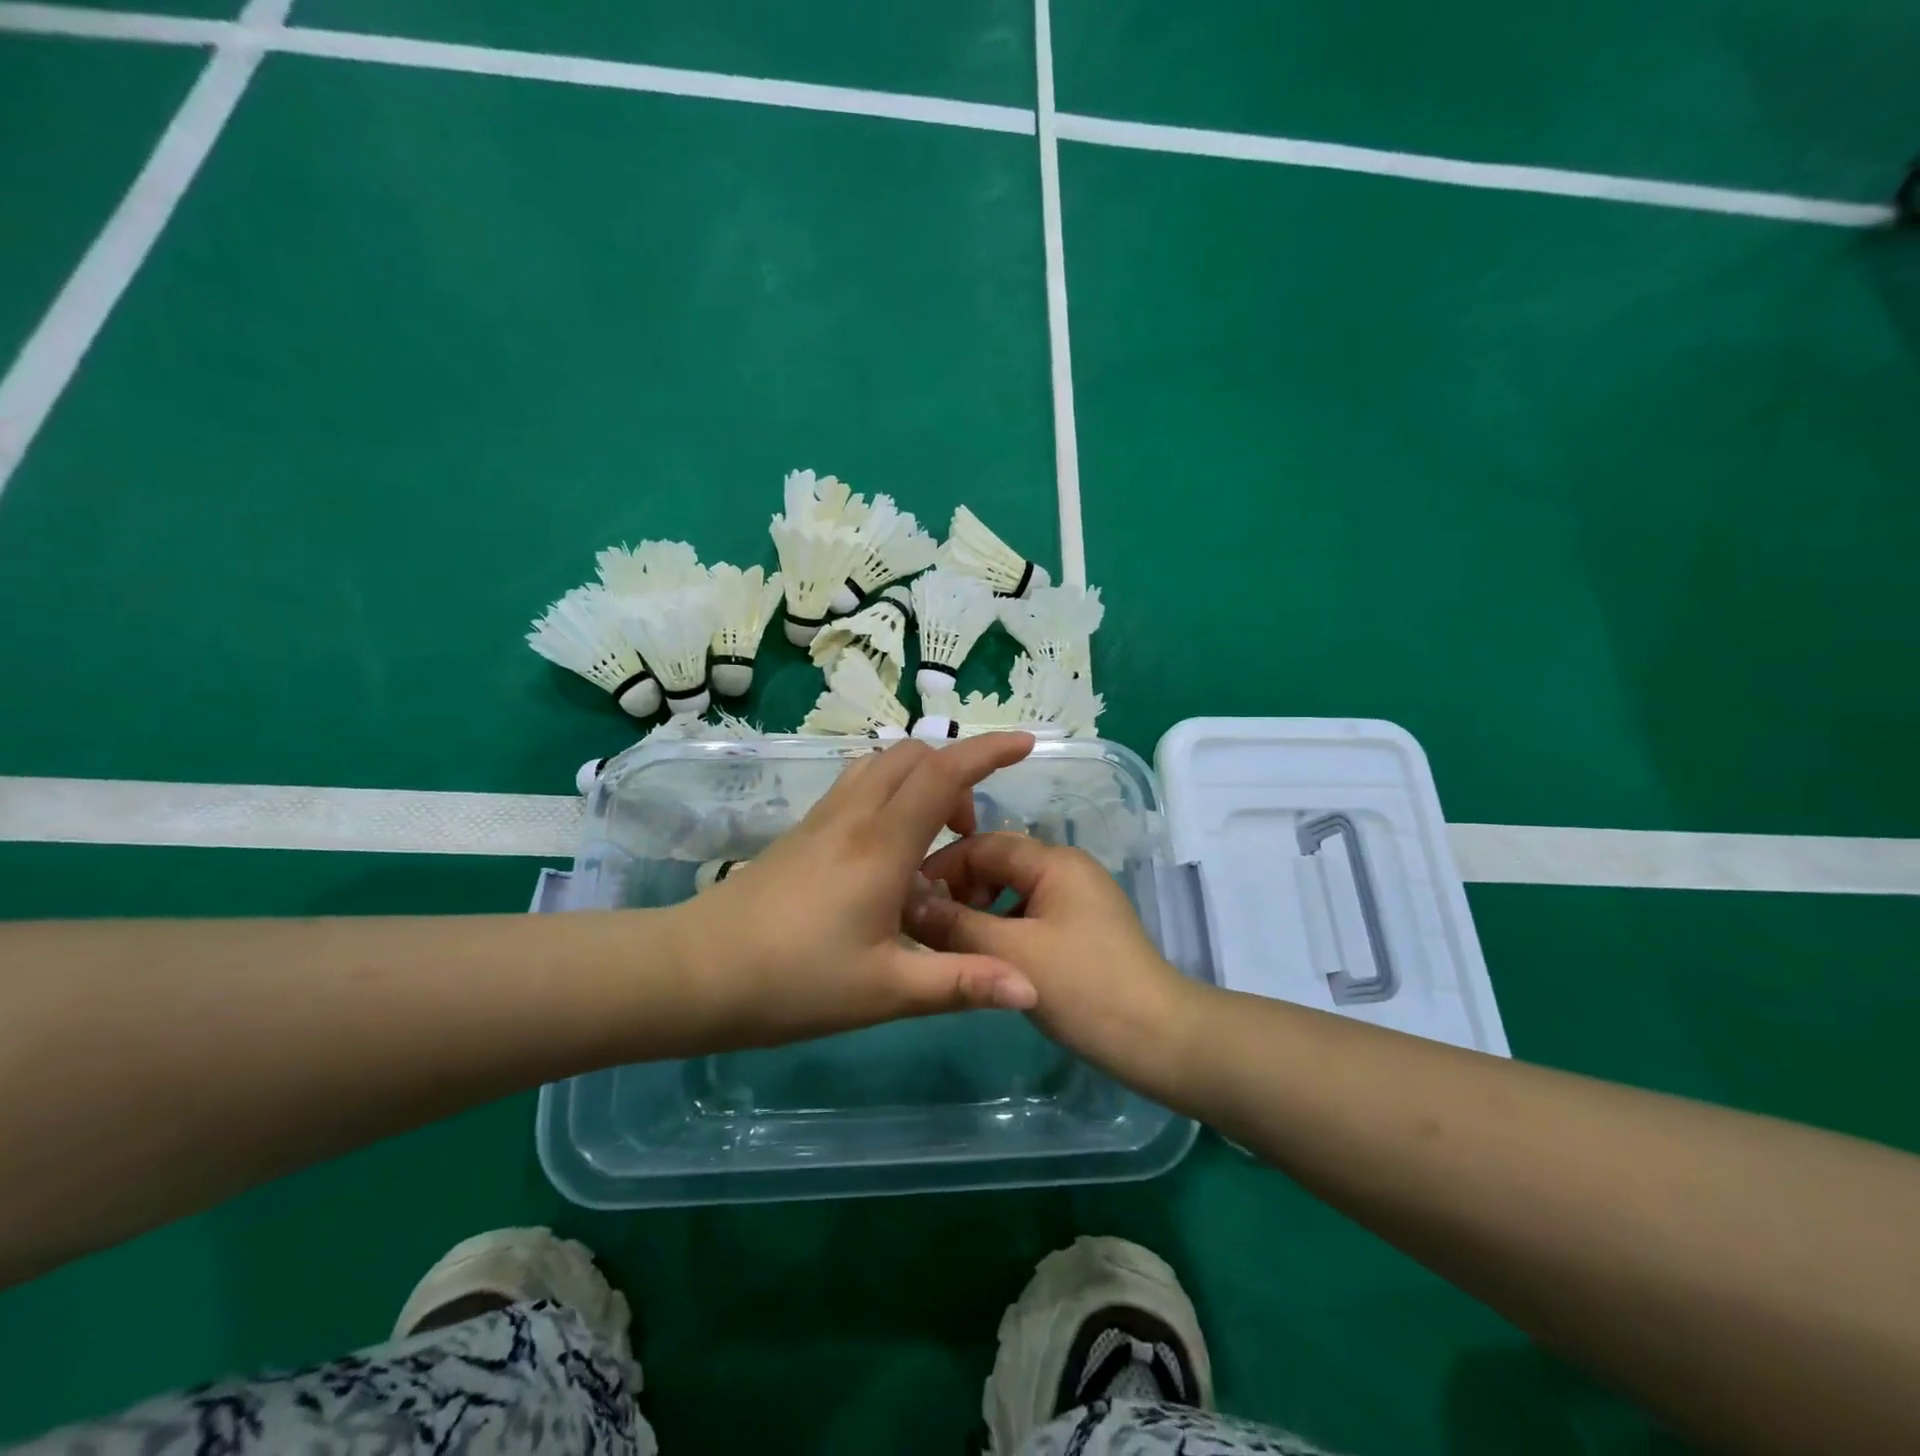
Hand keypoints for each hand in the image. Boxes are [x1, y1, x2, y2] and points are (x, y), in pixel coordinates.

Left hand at [675, 734, 1040, 1046]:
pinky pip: (858, 787)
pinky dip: (890, 793)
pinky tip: (889, 850)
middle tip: (969, 831)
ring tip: (933, 836)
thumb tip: (1032, 988)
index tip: (1026, 744)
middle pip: (911, 756)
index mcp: (882, 844)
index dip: (989, 751)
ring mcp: (822, 819)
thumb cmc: (794, 982)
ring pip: (880, 766)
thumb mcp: (886, 990)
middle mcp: (854, 816)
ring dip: (919, 779)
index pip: (944, 774)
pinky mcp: (802, 832)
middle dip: (956, 771)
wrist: (695, 972)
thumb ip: (961, 982)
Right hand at [906, 832, 1200, 1079]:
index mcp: (1054, 861)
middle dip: (958, 892)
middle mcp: (1066, 869)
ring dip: (978, 914)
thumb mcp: (1011, 953)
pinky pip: (1029, 917)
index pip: (983, 844)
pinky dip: (1001, 931)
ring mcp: (1077, 900)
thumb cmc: (1083, 987)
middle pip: (997, 866)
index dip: (941, 867)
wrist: (1158, 1038)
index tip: (906, 898)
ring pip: (1011, 894)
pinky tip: (986, 960)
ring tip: (951, 947)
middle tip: (927, 928)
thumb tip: (907, 901)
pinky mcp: (1081, 930)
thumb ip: (954, 924)